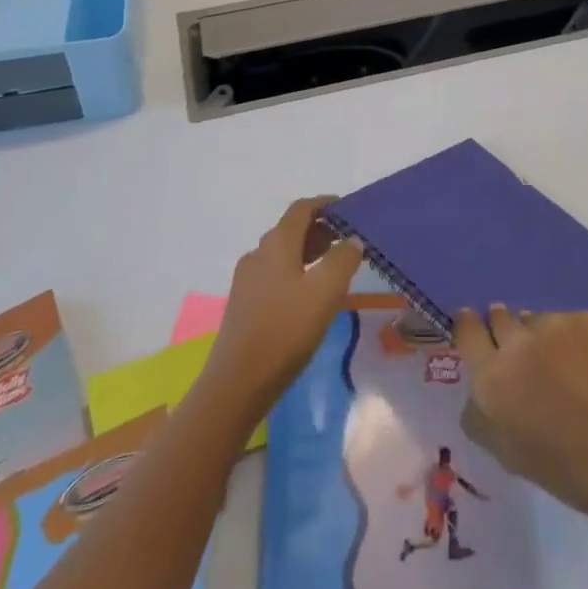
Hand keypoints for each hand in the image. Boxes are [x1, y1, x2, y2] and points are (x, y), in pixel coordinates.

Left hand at [203, 197, 363, 411]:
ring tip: (332, 268)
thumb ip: (342, 260)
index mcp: (276, 244)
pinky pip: (274, 274)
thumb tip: (351, 240)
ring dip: (307, 252)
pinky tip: (308, 296)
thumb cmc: (285, 331)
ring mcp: (247, 280)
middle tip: (346, 242)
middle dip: (319, 230)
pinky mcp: (243, 304)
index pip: (301, 209)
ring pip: (282, 254)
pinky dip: (295, 272)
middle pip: (290, 230)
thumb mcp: (324, 292)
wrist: (236, 384)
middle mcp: (258, 254)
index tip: (346, 209)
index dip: (324, 204)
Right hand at [453, 306, 587, 528]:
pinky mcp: (586, 318)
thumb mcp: (509, 455)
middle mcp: (516, 343)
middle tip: (522, 352)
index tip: (473, 325)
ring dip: (538, 336)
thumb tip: (477, 388)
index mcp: (491, 380)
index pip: (467, 332)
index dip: (469, 326)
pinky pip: (566, 322)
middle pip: (498, 317)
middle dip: (504, 329)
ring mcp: (553, 325)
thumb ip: (482, 415)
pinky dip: (571, 339)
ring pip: (534, 319)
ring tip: (561, 366)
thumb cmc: (570, 472)